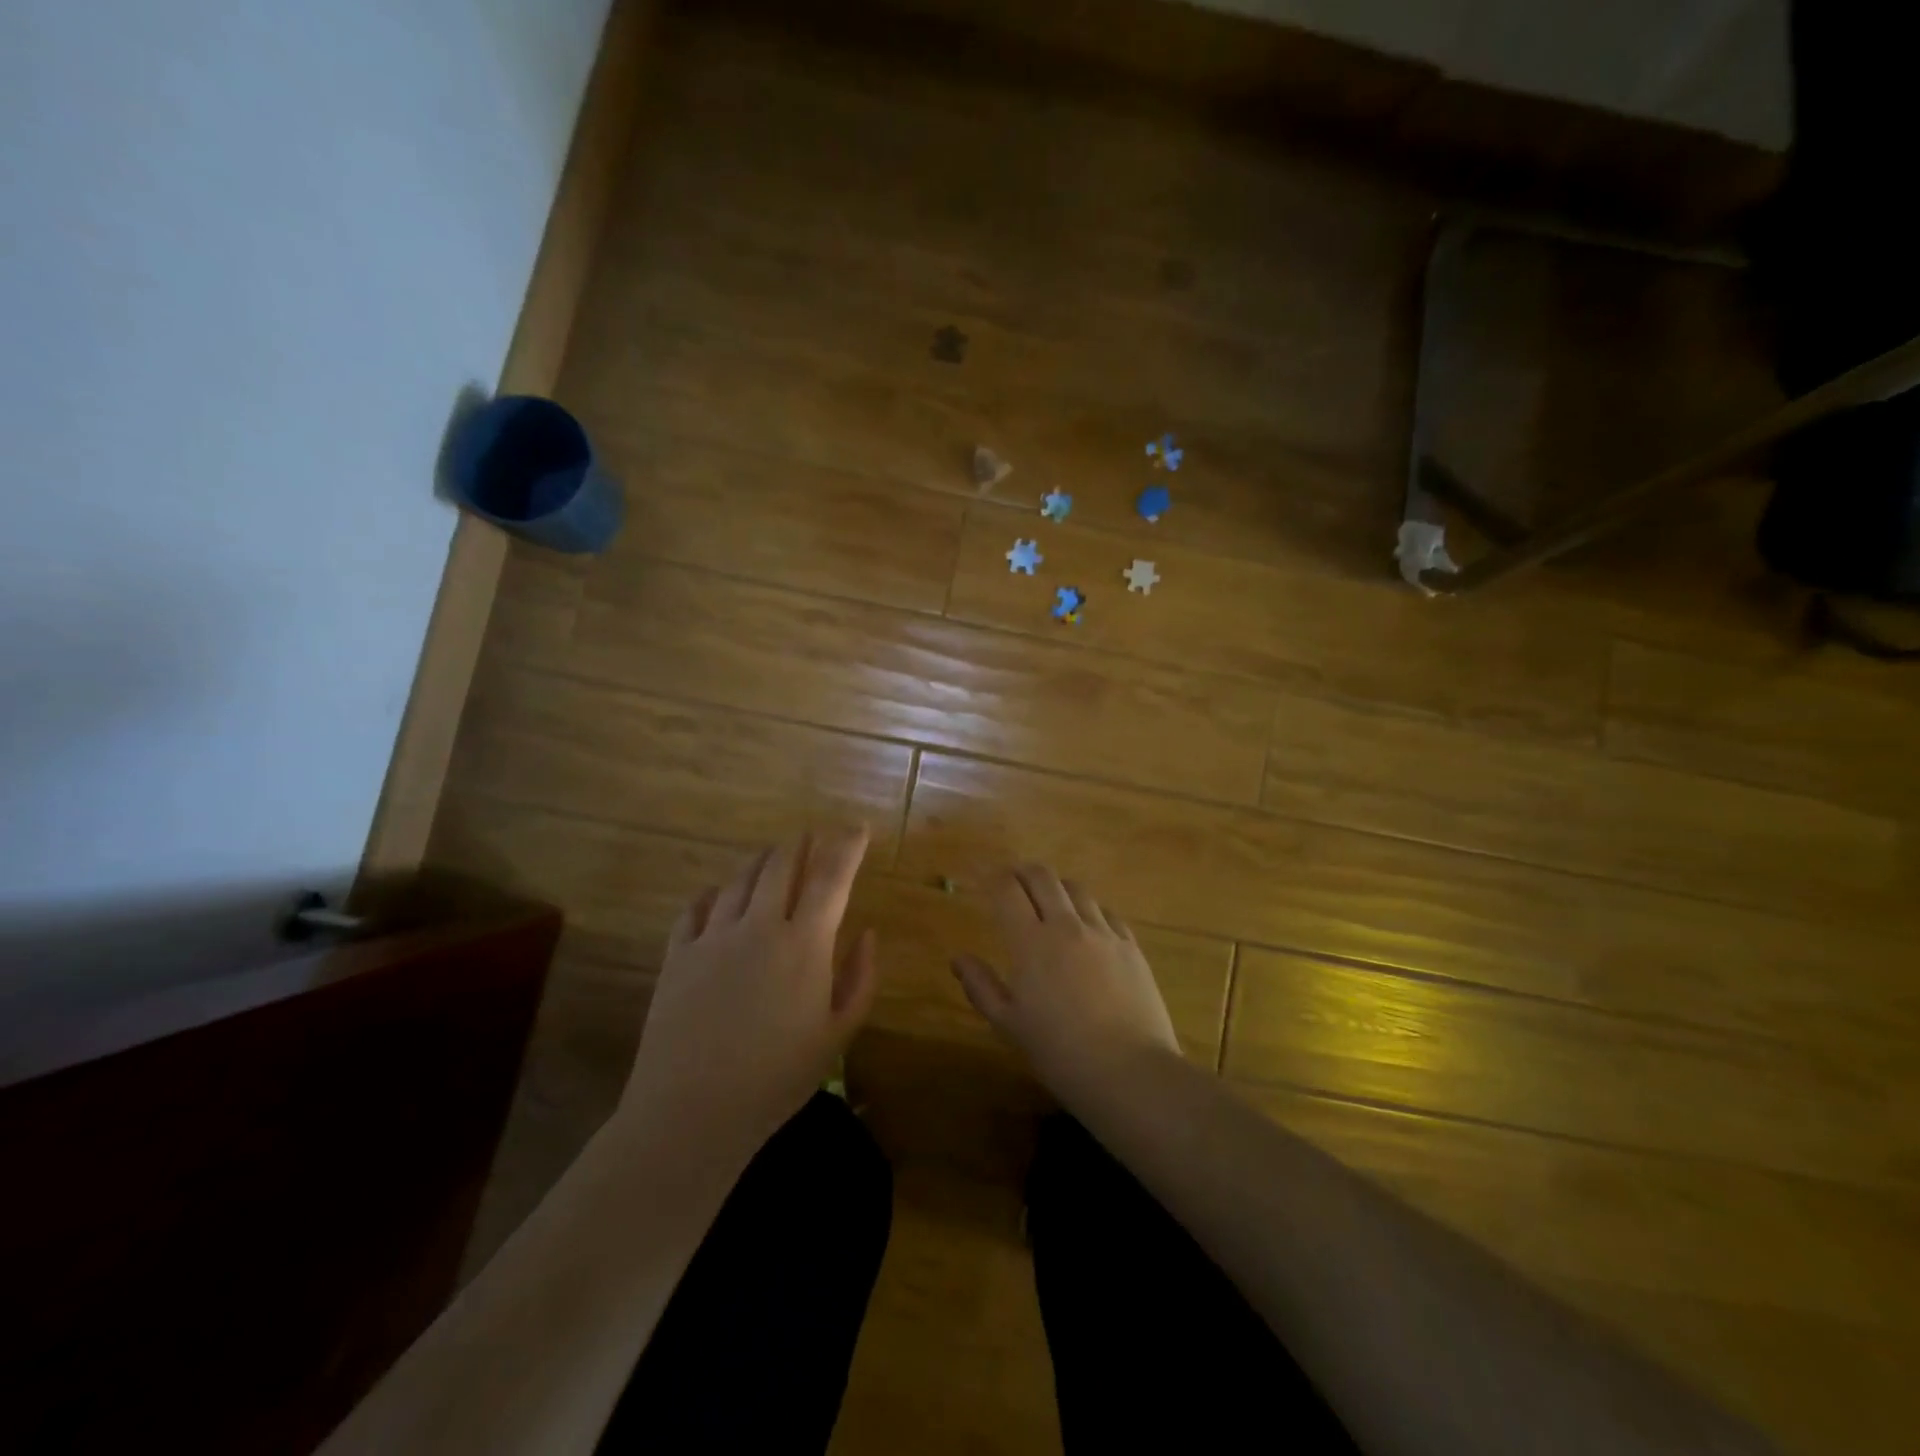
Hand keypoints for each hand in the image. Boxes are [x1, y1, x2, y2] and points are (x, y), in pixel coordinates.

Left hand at [618, 827, 877, 1155]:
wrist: (690, 1112)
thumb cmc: (776, 1079)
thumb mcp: (837, 1035)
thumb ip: (860, 979)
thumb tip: (867, 934)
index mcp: (805, 944)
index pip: (831, 878)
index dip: (847, 847)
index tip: (858, 828)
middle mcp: (760, 926)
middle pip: (781, 865)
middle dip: (801, 844)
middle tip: (812, 835)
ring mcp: (713, 936)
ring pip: (740, 879)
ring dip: (761, 861)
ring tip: (772, 855)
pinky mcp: (677, 954)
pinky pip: (697, 907)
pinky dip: (714, 893)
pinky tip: (718, 895)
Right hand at [951, 864, 1180, 1101]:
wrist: (1130, 1072)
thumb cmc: (1060, 1053)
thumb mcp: (1009, 1025)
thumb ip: (981, 986)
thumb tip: (959, 959)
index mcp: (1031, 943)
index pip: (1007, 890)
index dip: (993, 878)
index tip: (984, 879)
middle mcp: (1066, 926)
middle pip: (1043, 877)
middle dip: (1023, 872)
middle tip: (1014, 882)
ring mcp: (1103, 933)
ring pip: (1077, 889)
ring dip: (1058, 888)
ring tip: (1051, 902)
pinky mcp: (1131, 946)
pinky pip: (1107, 912)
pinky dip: (1089, 910)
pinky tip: (1088, 927)